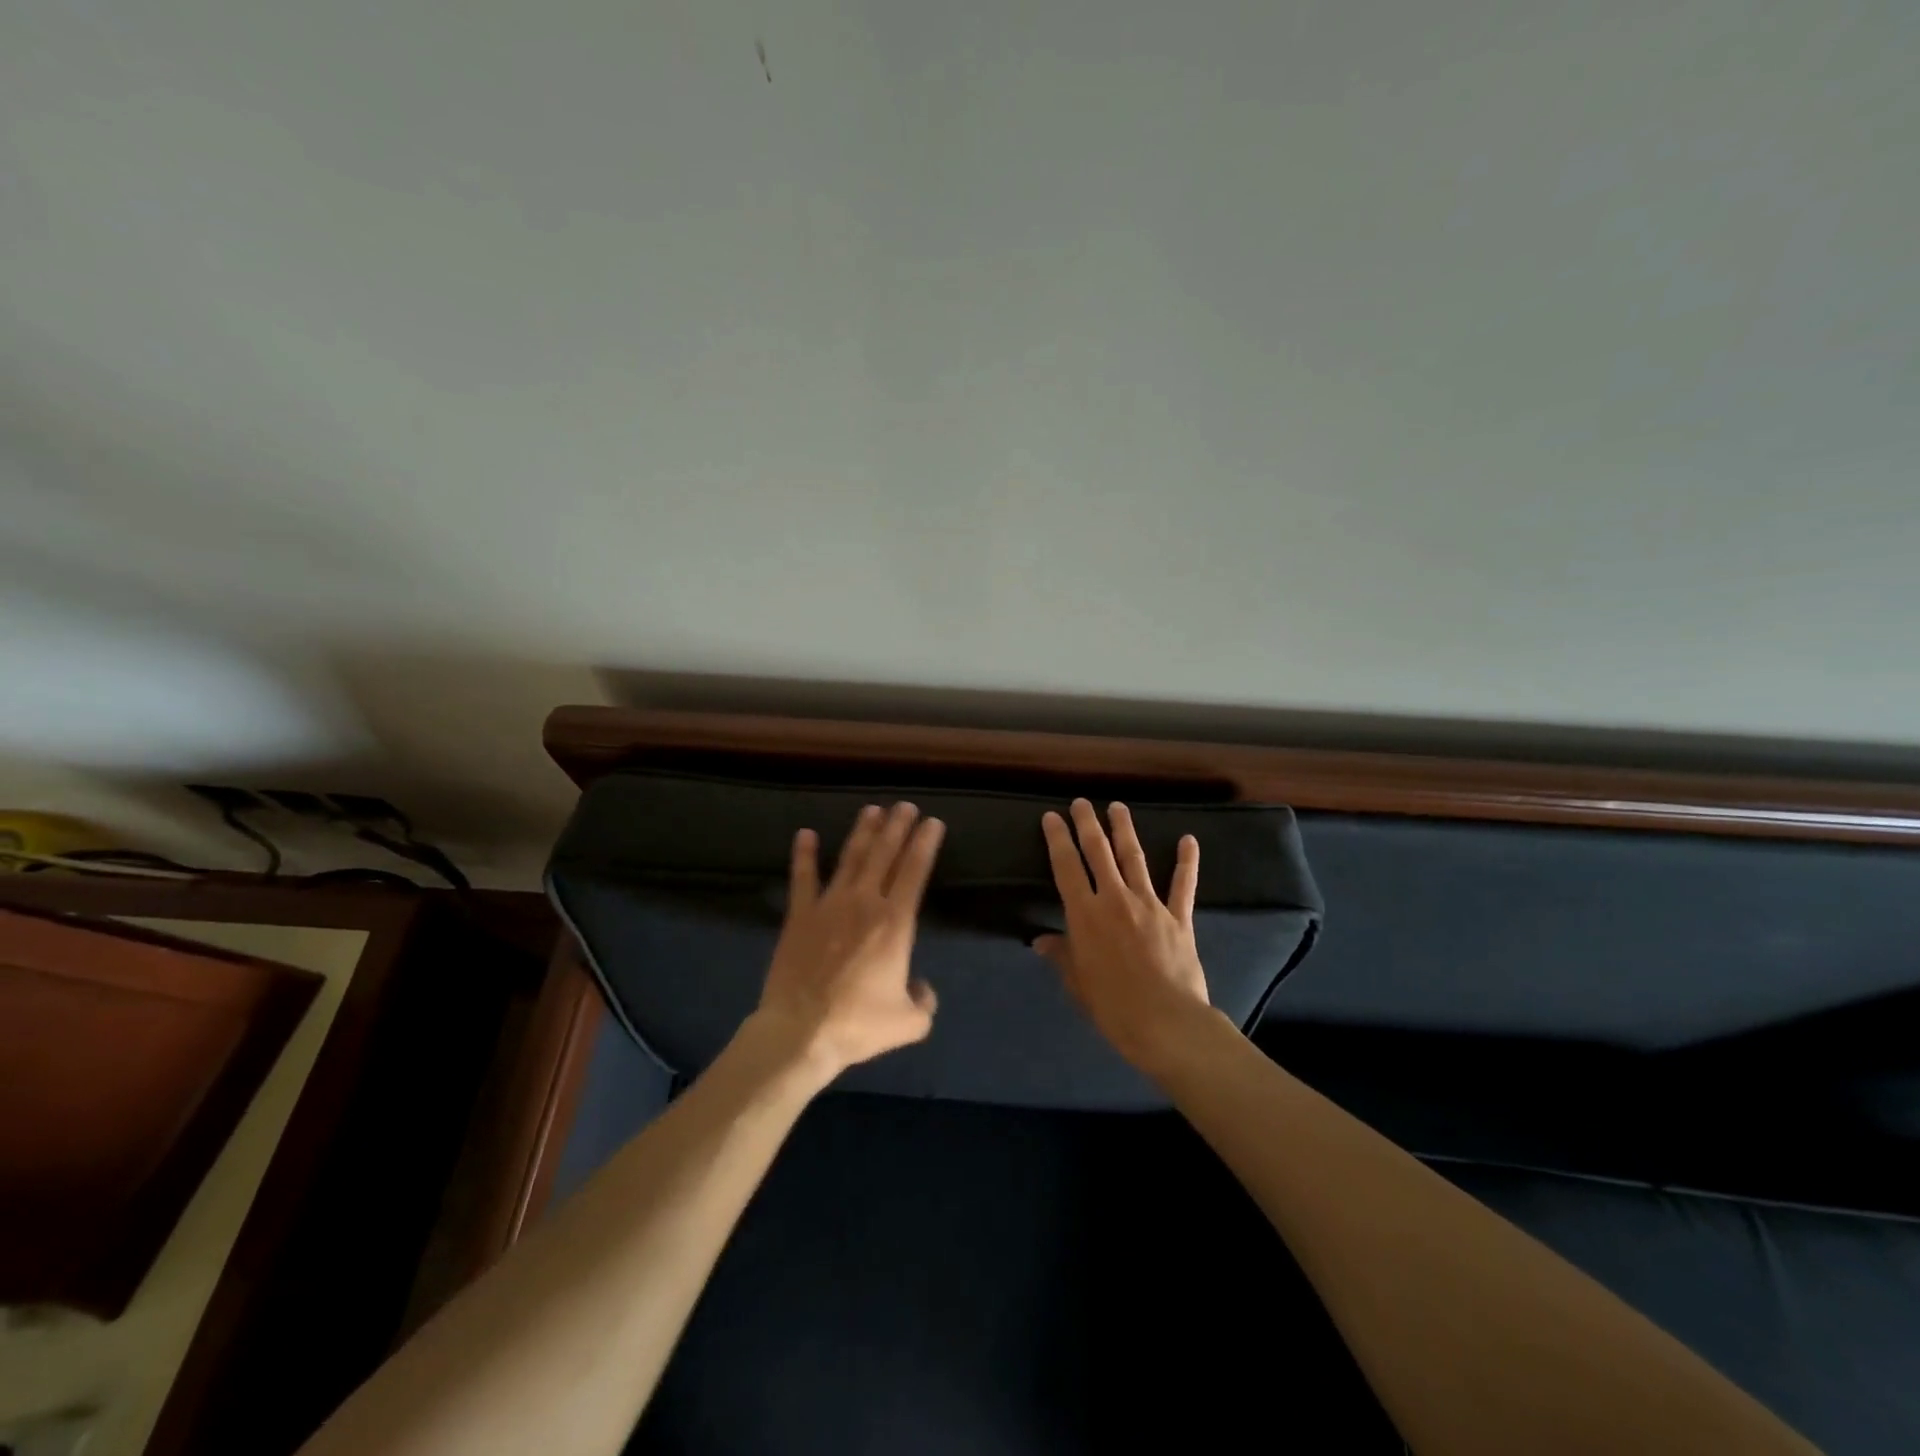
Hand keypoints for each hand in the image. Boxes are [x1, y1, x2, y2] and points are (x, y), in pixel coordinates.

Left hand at [752, 802, 944, 1080]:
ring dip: (862, 832)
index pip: (915, 871)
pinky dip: (804, 855)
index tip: (933, 822)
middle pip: (885, 855)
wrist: (801, 1031)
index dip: (925, 844)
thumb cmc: (858, 1024)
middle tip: (905, 805)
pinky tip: (806, 834)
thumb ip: (924, 1001)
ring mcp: (829, 905)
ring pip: (850, 858)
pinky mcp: (799, 916)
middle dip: (897, 827)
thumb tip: (922, 988)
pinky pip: (802, 878)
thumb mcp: (908, 1022)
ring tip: (872, 809)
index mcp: (895, 923)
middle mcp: (865, 903)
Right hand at [1036, 799, 1212, 1075]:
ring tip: (1118, 807)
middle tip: (1081, 802)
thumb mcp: (1077, 983)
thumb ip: (1062, 955)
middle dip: (1087, 824)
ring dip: (1125, 830)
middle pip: (1098, 852)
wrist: (1166, 1023)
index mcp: (1085, 914)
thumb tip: (1041, 941)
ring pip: (1134, 858)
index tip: (1051, 817)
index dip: (1057, 839)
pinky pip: (1183, 885)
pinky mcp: (1178, 917)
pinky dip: (1186, 862)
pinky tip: (1189, 840)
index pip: (1066, 867)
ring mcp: (1150, 905)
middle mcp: (1115, 899)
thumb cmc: (1113, 1007)